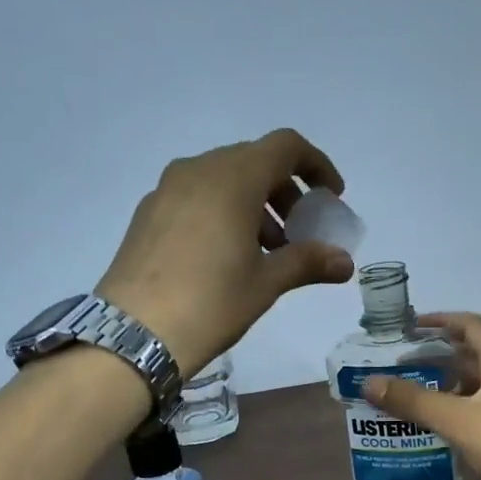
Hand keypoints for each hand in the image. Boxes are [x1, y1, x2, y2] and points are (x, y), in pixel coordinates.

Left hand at [96, 129, 353, 373]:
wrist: (134, 333)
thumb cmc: (211, 303)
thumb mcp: (266, 283)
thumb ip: (308, 262)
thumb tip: (346, 263)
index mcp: (233, 178)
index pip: (285, 147)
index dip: (316, 166)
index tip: (331, 199)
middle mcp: (198, 170)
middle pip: (254, 162)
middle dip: (285, 192)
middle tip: (299, 234)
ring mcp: (167, 189)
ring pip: (223, 180)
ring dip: (254, 205)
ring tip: (266, 252)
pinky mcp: (148, 213)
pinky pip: (197, 197)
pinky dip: (223, 213)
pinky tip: (226, 257)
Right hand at [361, 313, 480, 479]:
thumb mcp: (457, 420)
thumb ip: (413, 401)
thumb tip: (369, 383)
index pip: (470, 324)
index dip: (439, 320)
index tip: (409, 326)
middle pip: (472, 352)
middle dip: (437, 354)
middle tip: (401, 361)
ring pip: (476, 383)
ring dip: (446, 383)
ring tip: (411, 392)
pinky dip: (458, 408)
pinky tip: (438, 423)